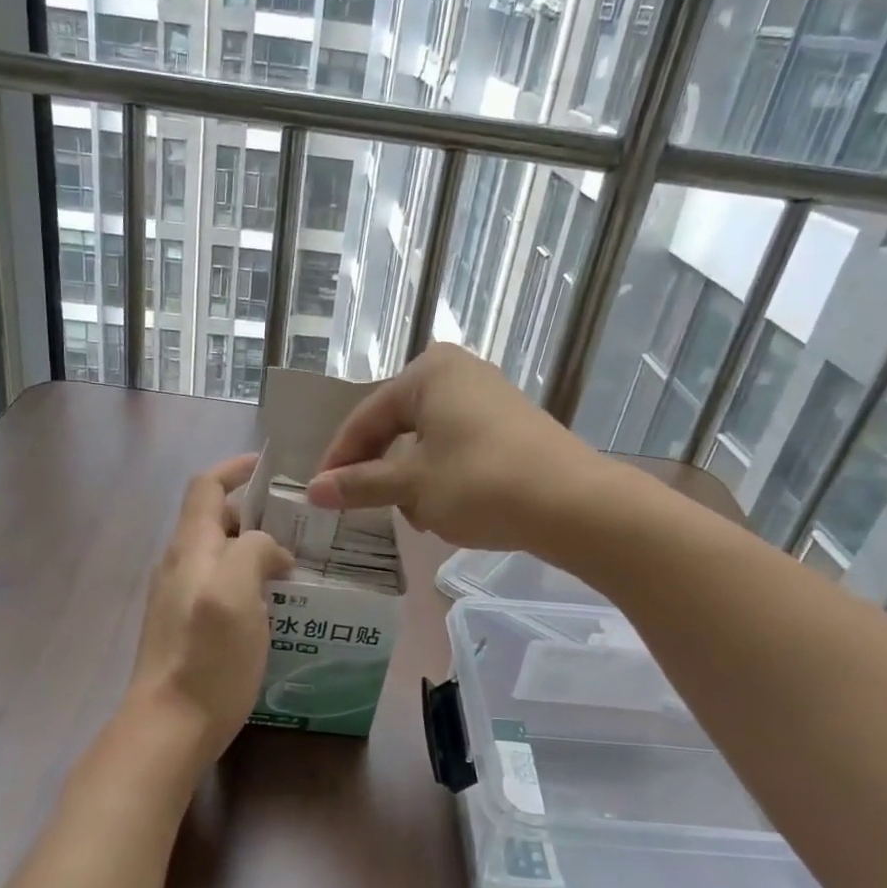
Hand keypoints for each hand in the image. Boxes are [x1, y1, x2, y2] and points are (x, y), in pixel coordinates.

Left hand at [121, 455, 293, 781]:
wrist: (168, 728)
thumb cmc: (207, 656)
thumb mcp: (237, 592)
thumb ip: (255, 552)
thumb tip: (271, 553)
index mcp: (190, 548)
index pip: (206, 487)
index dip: (235, 469)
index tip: (271, 467)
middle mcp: (178, 566)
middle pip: (215, 521)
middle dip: (255, 515)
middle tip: (300, 527)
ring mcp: (177, 599)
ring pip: (219, 557)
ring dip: (254, 552)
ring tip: (295, 567)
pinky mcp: (185, 629)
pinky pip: (219, 588)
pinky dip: (247, 583)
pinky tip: (274, 608)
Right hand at [305, 344, 600, 552]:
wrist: (573, 504)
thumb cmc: (481, 483)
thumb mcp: (412, 486)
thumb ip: (359, 485)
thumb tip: (312, 491)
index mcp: (428, 372)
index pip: (366, 417)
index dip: (340, 459)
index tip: (320, 495)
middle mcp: (457, 373)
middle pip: (397, 426)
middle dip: (381, 471)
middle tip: (364, 507)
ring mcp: (488, 397)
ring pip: (427, 441)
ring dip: (413, 480)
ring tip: (417, 515)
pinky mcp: (509, 425)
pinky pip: (457, 447)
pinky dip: (442, 477)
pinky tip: (448, 509)